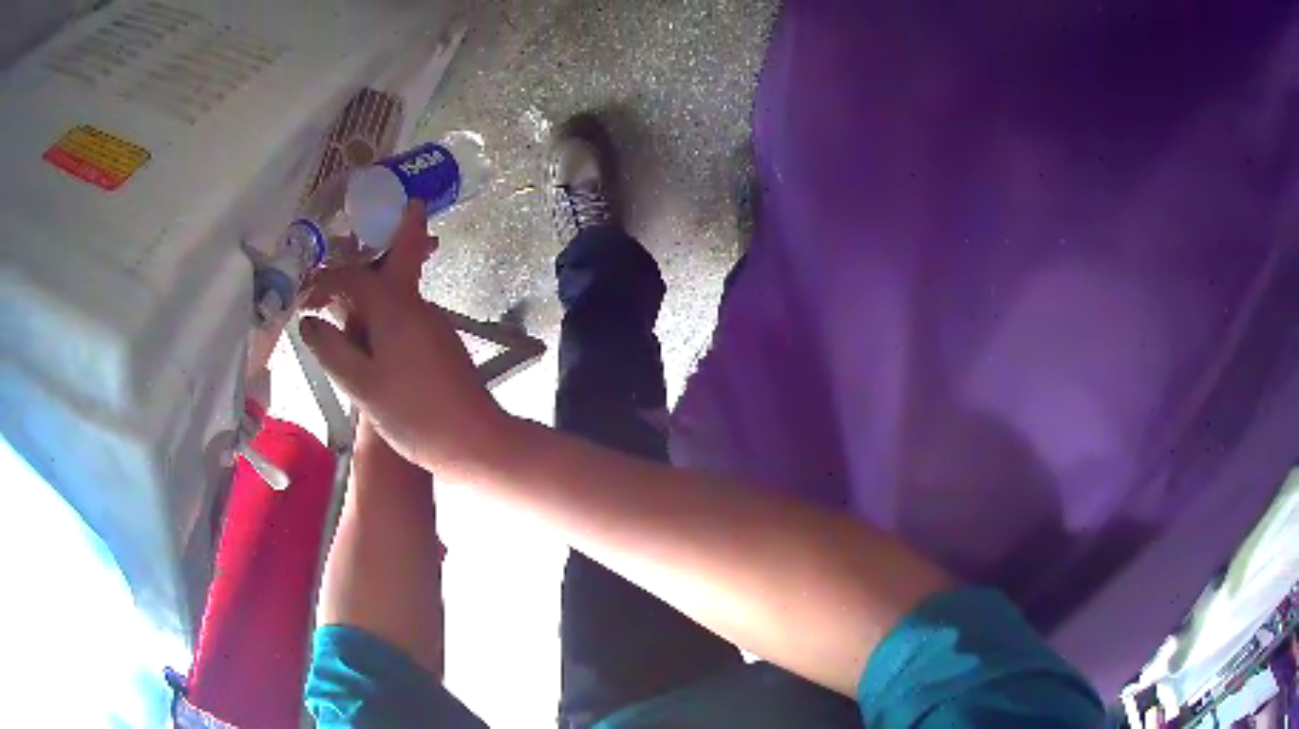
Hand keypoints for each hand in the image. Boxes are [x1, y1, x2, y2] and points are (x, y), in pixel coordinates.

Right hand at [299, 201, 507, 474]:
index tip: (307, 294)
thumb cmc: (415, 415)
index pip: (355, 276)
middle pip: (397, 263)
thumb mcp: (362, 386)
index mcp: (395, 309)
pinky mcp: (442, 345)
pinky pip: (407, 315)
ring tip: (350, 294)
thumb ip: (332, 351)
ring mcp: (434, 325)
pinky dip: (386, 312)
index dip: (327, 279)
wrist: (477, 442)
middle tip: (382, 218)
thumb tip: (308, 323)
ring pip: (401, 291)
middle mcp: (418, 307)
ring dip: (378, 283)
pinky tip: (372, 334)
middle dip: (393, 236)